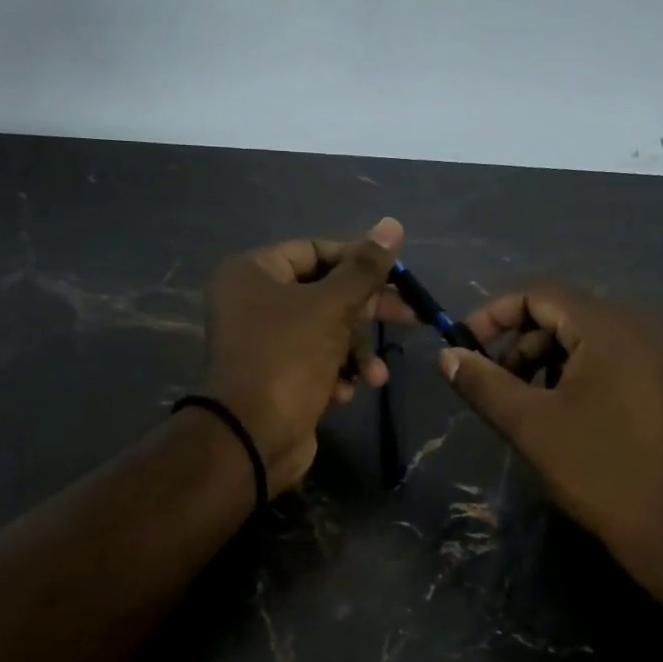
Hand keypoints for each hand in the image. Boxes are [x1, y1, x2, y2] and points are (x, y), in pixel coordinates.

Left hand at [200, 218, 412, 493]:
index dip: (358, 259)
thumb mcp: (331, 307)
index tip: (396, 274)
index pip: (315, 250)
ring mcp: (263, 341)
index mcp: (253, 272)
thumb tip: (392, 224)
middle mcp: (253, 301)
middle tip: (411, 317)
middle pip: (324, 292)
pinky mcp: (276, 375)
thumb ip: (364, 269)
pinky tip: (346, 392)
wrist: (252, 438)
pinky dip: (336, 373)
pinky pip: (315, 360)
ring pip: (325, 331)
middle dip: (367, 312)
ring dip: (356, 352)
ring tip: (374, 376)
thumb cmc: (288, 358)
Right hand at [437, 285, 662, 611]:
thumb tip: (446, 355)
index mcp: (611, 327)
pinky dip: (583, 378)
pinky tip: (571, 419)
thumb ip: (483, 384)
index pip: (539, 293)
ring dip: (550, 364)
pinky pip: (618, 363)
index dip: (493, 314)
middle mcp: (645, 328)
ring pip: (592, 341)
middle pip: (566, 314)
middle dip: (521, 344)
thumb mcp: (532, 427)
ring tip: (531, 408)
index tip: (464, 347)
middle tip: (498, 387)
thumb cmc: (604, 472)